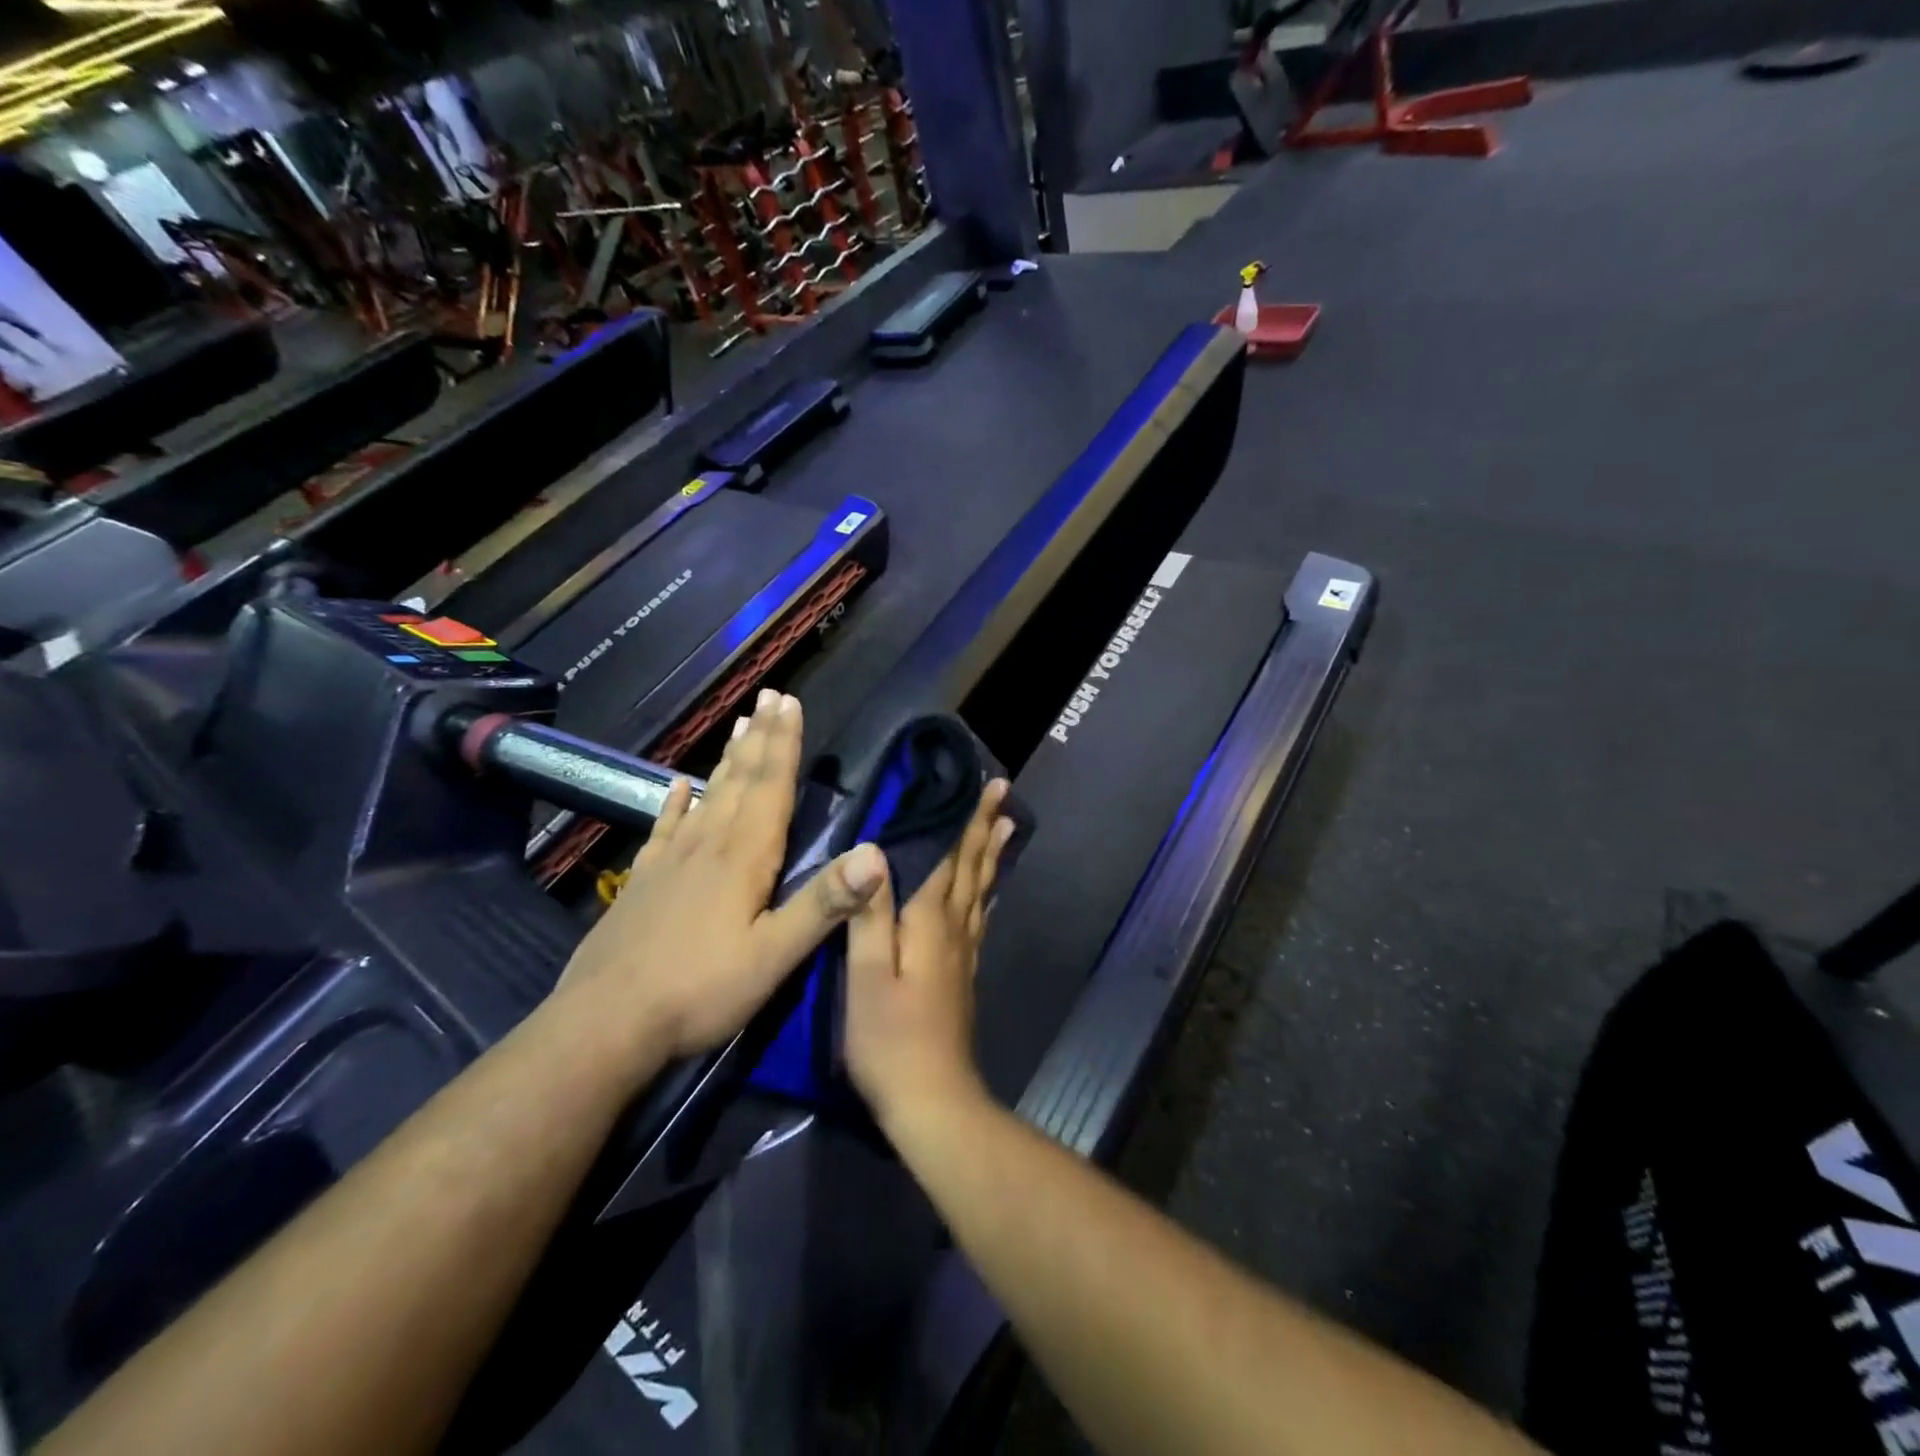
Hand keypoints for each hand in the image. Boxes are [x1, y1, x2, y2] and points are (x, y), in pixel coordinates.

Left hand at [554, 689, 886, 1068]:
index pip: (770, 786)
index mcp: (744, 857)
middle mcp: (708, 845)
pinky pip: (666, 827)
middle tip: (769, 697)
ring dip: (728, 758)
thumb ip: (824, 903)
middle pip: (740, 779)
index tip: (790, 702)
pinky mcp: (645, 880)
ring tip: (739, 725)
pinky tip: (679, 786)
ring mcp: (672, 860)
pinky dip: (676, 802)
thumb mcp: (774, 955)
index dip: (783, 743)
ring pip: (708, 794)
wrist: (605, 1023)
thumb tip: (876, 853)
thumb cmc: (700, 990)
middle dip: (760, 737)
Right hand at [843, 778, 1015, 1129]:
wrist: (932, 1100)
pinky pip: (977, 918)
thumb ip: (870, 914)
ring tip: (1005, 827)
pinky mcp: (961, 975)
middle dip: (984, 828)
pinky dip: (985, 893)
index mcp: (930, 923)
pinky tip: (985, 892)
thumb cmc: (889, 1039)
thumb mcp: (867, 975)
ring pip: (980, 891)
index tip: (988, 786)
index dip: (967, 821)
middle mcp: (954, 929)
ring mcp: (962, 954)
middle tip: (1004, 793)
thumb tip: (874, 852)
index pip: (951, 858)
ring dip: (990, 855)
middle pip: (971, 869)